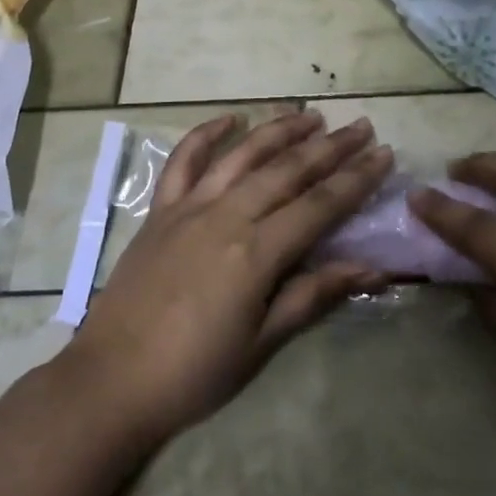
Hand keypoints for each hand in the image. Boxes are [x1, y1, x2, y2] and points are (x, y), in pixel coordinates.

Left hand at [64, 111, 393, 446]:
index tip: (384, 154)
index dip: (356, 178)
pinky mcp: (159, 211)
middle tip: (360, 126)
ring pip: (242, 155)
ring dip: (278, 130)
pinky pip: (183, 161)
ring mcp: (188, 207)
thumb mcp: (262, 343)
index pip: (320, 204)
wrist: (111, 381)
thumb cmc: (194, 372)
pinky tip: (231, 119)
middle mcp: (226, 216)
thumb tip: (372, 269)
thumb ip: (314, 296)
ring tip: (309, 114)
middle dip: (329, 146)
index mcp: (256, 252)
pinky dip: (206, 134)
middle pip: (287, 170)